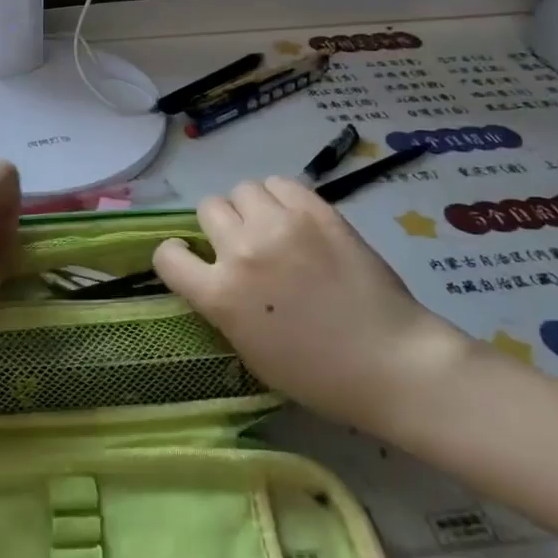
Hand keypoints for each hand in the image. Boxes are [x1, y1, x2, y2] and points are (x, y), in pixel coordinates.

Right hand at [152, 177, 470, 434]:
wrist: (389, 361)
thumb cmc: (316, 374)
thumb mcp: (248, 349)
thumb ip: (222, 305)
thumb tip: (216, 275)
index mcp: (220, 294)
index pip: (168, 255)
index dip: (176, 256)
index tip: (191, 260)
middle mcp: (242, 250)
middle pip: (209, 208)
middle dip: (219, 225)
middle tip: (242, 243)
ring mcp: (281, 225)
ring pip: (243, 189)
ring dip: (249, 207)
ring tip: (270, 226)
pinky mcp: (318, 211)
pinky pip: (281, 183)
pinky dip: (280, 197)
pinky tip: (294, 217)